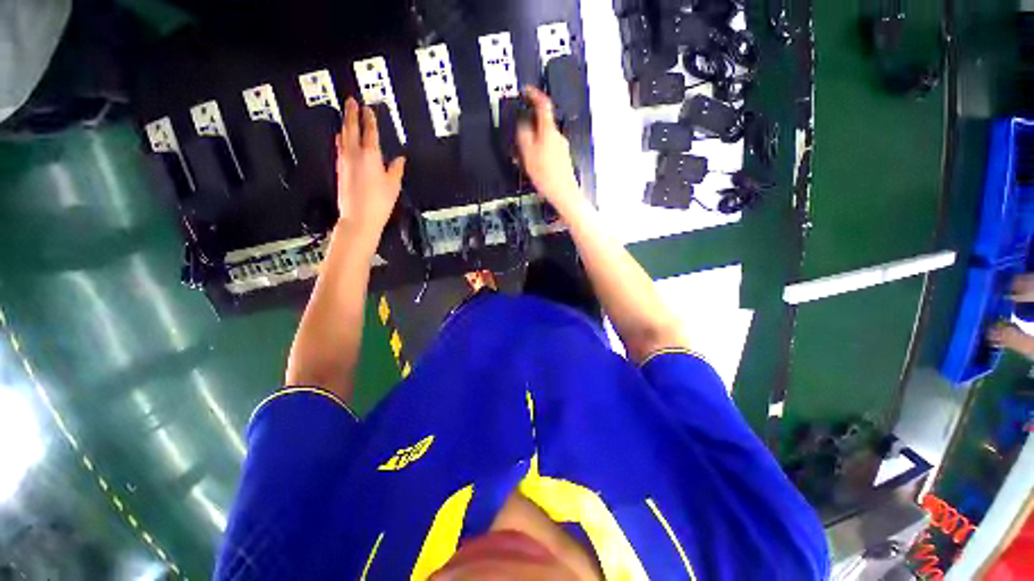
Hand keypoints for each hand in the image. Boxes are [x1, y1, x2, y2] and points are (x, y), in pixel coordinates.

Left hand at [336, 97, 405, 237]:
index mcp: (370, 156)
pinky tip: (341, 139)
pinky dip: (341, 139)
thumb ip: (396, 169)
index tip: (368, 108)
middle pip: (351, 128)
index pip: (369, 131)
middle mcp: (354, 154)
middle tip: (350, 101)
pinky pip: (339, 148)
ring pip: (342, 136)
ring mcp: (344, 161)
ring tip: (346, 117)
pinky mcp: (340, 170)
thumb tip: (400, 159)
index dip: (369, 118)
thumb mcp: (393, 185)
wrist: (359, 218)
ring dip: (345, 125)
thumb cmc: (378, 203)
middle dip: (351, 113)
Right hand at [516, 87, 583, 214]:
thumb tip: (522, 124)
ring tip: (524, 156)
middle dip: (529, 125)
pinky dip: (539, 151)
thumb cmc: (548, 176)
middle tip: (519, 134)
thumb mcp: (528, 154)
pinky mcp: (562, 157)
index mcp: (549, 131)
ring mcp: (561, 147)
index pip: (543, 104)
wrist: (563, 193)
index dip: (534, 94)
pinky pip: (548, 148)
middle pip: (542, 122)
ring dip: (533, 141)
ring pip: (544, 137)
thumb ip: (524, 135)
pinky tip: (534, 164)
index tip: (526, 91)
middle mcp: (558, 136)